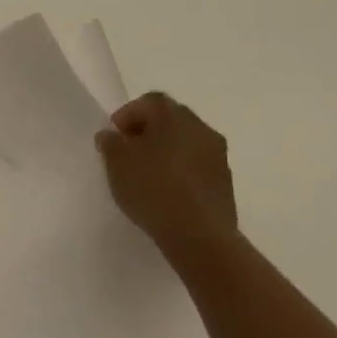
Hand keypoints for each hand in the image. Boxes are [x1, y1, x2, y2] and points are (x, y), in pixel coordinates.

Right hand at [94, 92, 237, 258]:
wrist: (200, 236)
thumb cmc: (153, 188)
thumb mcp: (116, 162)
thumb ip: (110, 142)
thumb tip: (112, 136)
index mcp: (175, 116)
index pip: (150, 101)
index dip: (128, 114)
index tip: (115, 136)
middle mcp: (201, 128)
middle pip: (170, 120)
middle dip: (148, 132)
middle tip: (128, 153)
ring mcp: (218, 156)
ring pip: (186, 144)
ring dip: (166, 153)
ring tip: (146, 176)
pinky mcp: (226, 184)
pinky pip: (197, 167)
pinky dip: (181, 172)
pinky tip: (166, 193)